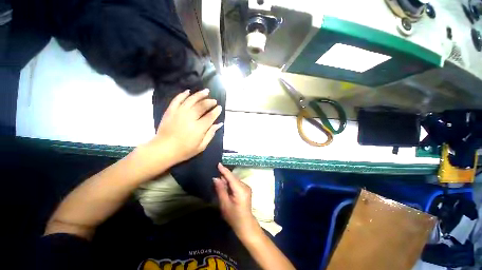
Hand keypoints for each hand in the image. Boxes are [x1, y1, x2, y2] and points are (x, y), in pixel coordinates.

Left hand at [148, 89, 222, 164]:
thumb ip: (210, 134)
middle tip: (214, 101)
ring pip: (191, 100)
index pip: (210, 116)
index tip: (220, 108)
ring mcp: (179, 113)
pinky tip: (188, 91)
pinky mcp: (170, 111)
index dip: (216, 111)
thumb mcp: (201, 146)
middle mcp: (190, 117)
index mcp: (199, 128)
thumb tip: (218, 124)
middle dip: (210, 102)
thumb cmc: (184, 150)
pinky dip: (183, 94)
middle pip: (202, 106)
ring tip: (206, 91)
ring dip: (199, 95)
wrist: (163, 149)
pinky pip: (177, 99)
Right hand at [214, 163, 260, 240]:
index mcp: (240, 189)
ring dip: (227, 180)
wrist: (245, 224)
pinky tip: (225, 186)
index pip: (231, 177)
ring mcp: (247, 187)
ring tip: (219, 181)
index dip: (224, 170)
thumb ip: (221, 189)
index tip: (218, 164)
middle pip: (233, 178)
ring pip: (234, 180)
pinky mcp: (246, 189)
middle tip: (215, 175)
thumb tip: (216, 178)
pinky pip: (236, 183)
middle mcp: (245, 186)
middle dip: (224, 176)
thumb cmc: (234, 217)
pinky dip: (230, 183)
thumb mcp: (224, 204)